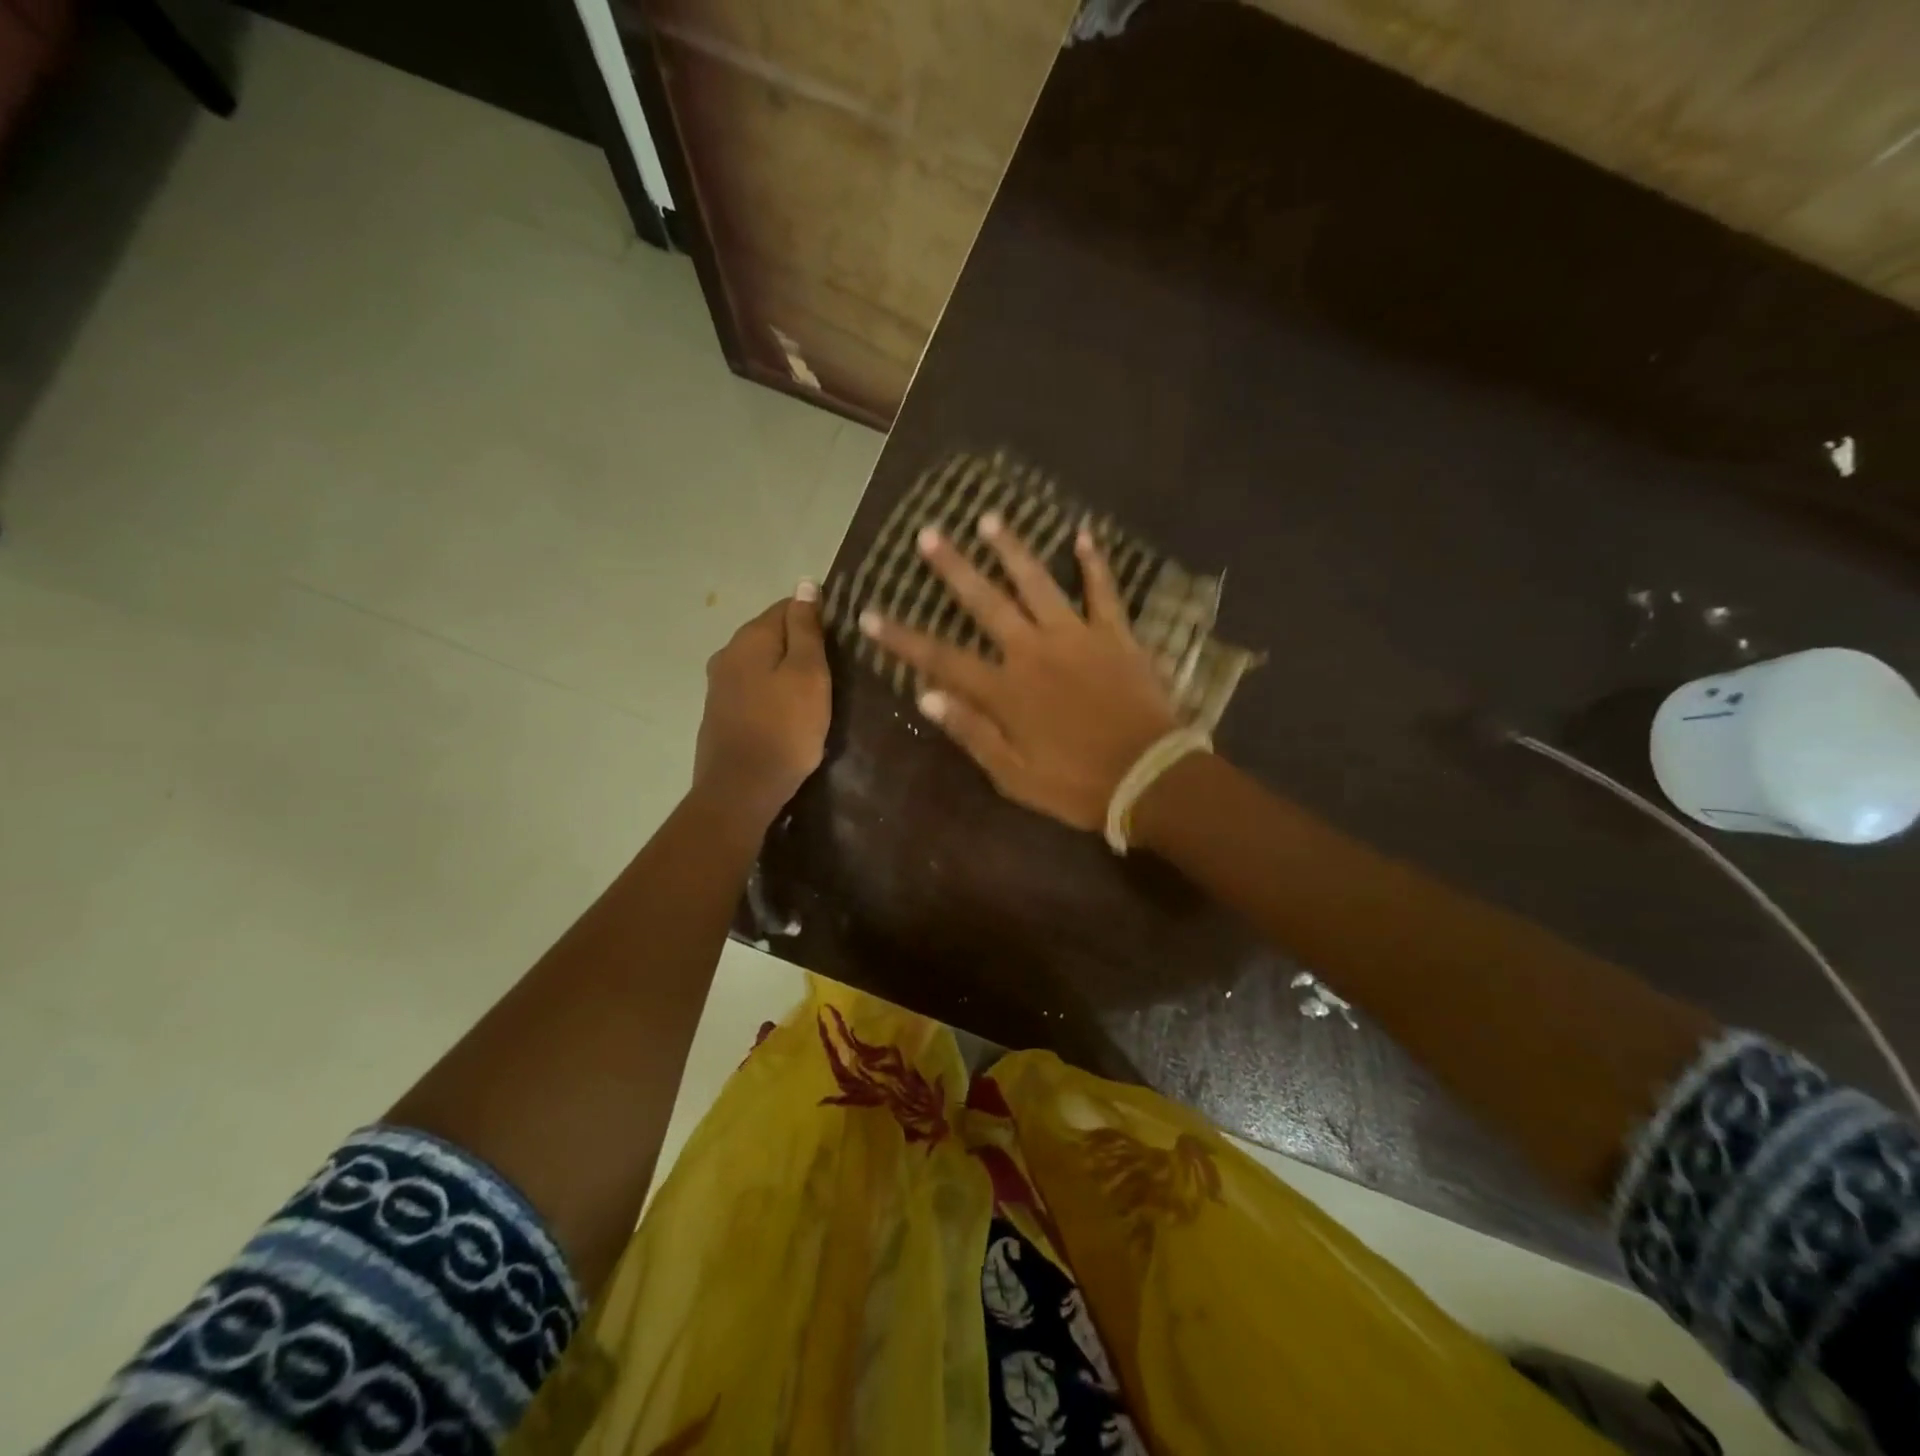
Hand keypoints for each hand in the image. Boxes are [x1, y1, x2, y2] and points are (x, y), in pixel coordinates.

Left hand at [693, 586, 831, 828]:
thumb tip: (806, 584)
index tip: (843, 643)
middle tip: (836, 671)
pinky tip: (790, 713)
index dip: (819, 619)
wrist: (741, 789)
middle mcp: (728, 652)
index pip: (788, 606)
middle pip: (773, 635)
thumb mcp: (808, 674)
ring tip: (817, 693)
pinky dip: (774, 693)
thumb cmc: (785, 729)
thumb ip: (807, 629)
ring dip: (788, 671)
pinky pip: (754, 688)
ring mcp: (720, 684)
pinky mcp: (720, 712)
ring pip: (763, 663)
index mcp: (750, 637)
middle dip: (803, 646)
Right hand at [859, 514, 1178, 831]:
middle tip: (929, 534)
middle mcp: (1034, 652)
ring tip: (989, 519)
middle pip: (986, 603)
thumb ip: (971, 731)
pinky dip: (1095, 564)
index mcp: (1006, 690)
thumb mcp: (1013, 775)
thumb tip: (925, 696)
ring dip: (1012, 550)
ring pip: (1038, 584)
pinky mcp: (1116, 636)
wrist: (1149, 777)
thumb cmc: (1076, 784)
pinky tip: (1084, 534)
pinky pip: (1104, 592)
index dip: (902, 638)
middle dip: (954, 568)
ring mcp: (1077, 637)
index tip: (869, 614)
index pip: (941, 658)